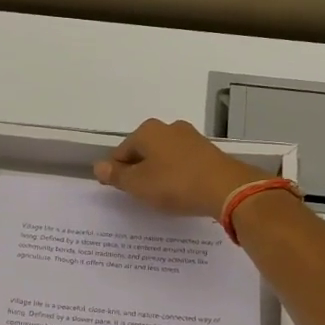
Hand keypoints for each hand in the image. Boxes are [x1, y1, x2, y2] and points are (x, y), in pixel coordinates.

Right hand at [93, 118, 267, 219]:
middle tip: (141, 196)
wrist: (226, 188)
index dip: (117, 173)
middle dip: (139, 171)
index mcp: (147, 131)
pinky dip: (178, 175)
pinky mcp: (208, 151)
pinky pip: (183, 163)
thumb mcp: (139, 184)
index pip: (121, 152)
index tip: (120, 191)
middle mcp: (169, 128)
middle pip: (144, 152)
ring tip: (162, 196)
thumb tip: (98, 166)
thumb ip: (117, 176)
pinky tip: (181, 192)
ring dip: (159, 174)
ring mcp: (191, 138)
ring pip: (164, 157)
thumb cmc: (175, 184)